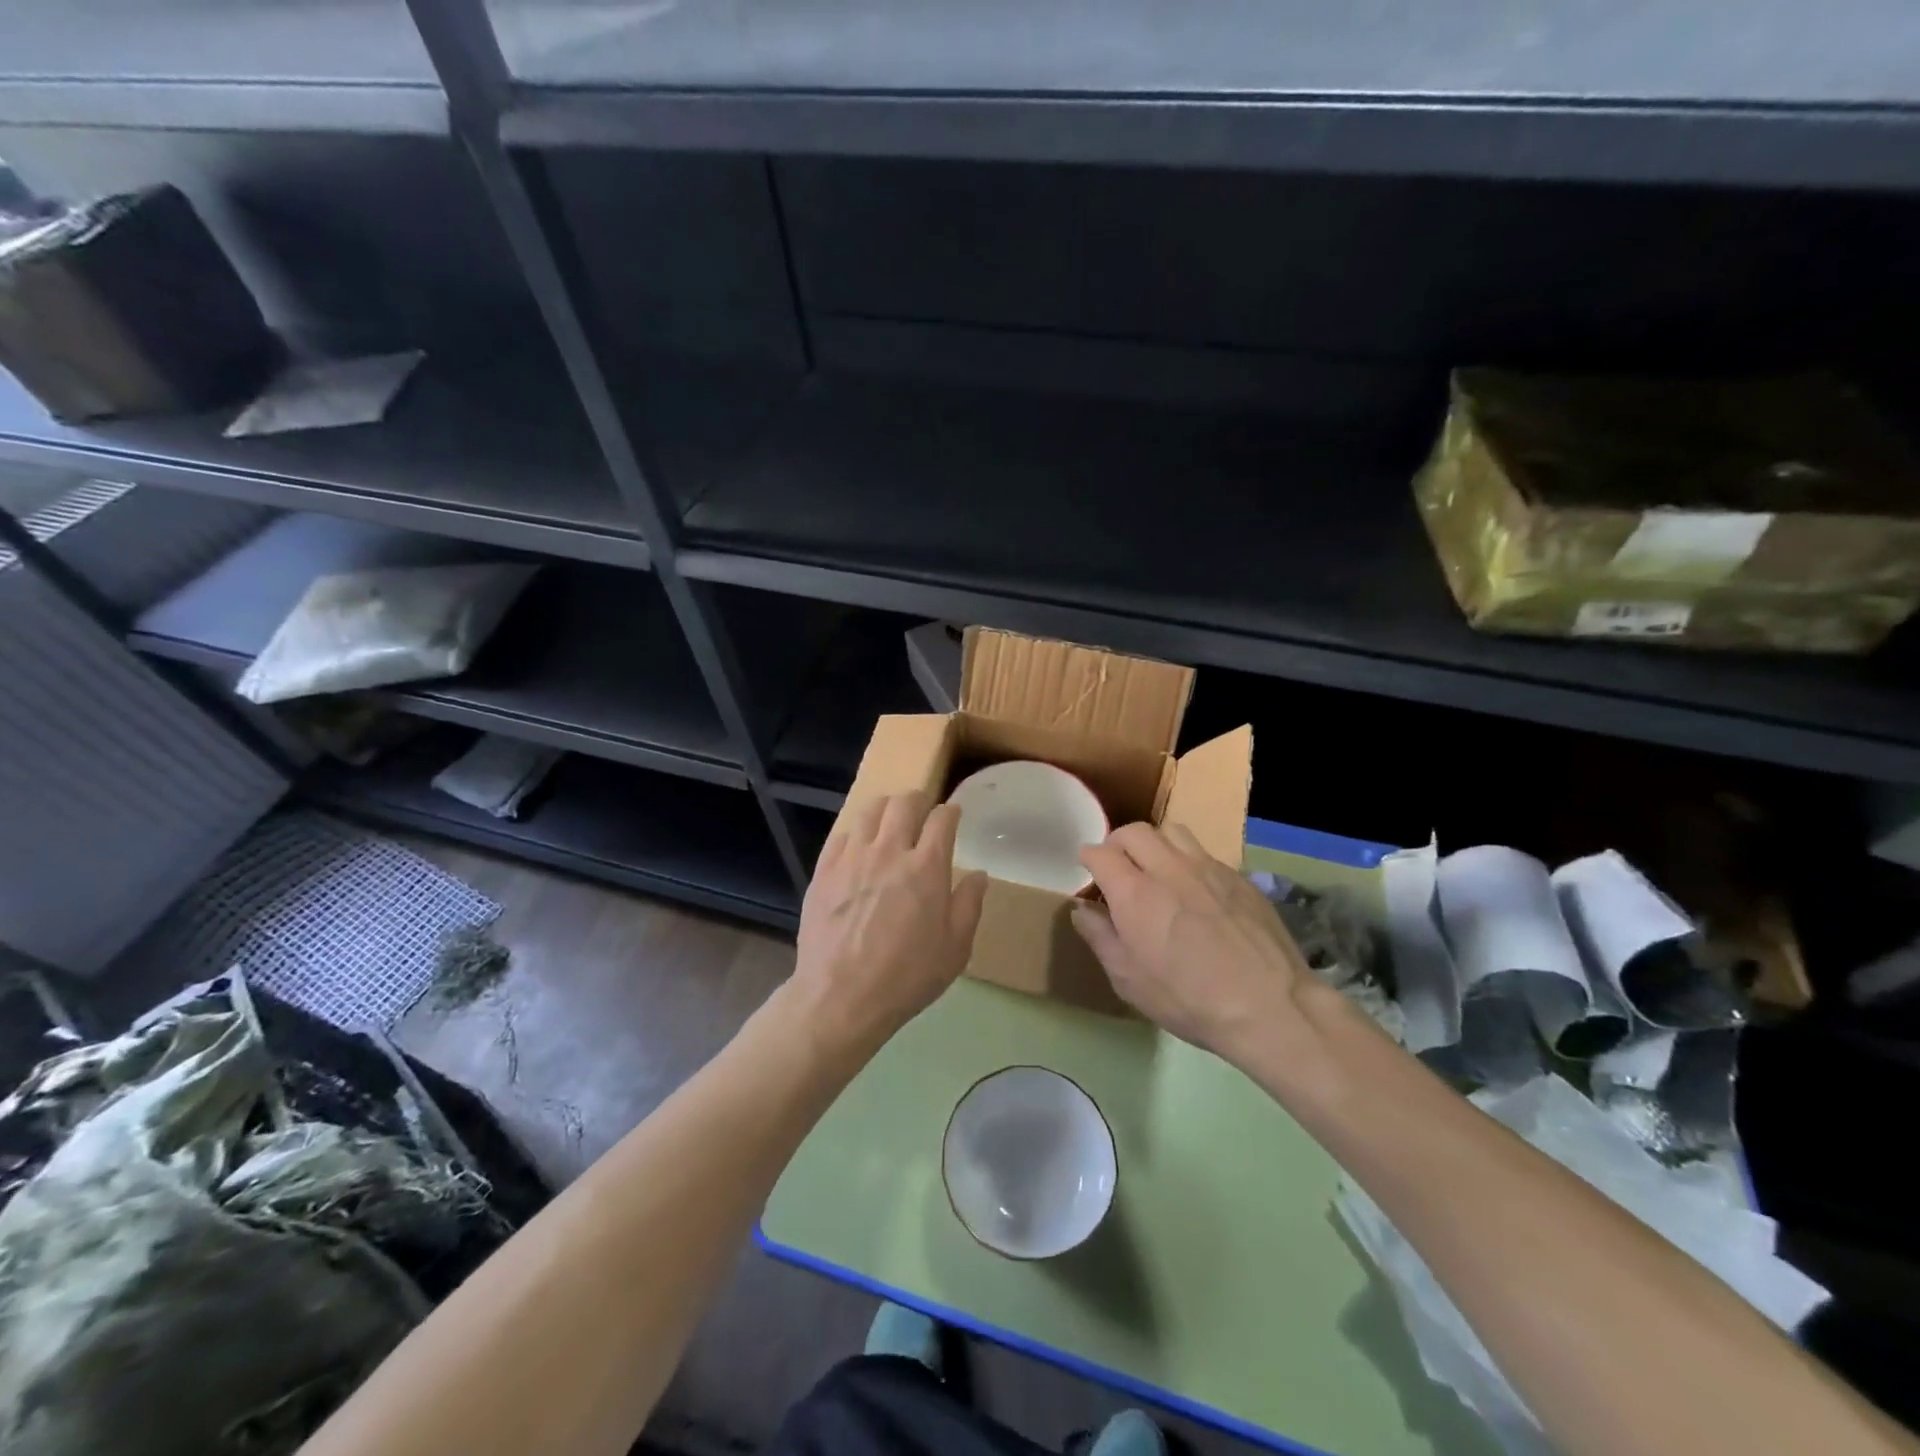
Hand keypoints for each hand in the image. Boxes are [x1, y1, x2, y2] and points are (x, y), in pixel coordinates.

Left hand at [791, 792, 987, 1059]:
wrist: (840, 997)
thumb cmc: (907, 977)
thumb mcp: (955, 949)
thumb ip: (969, 905)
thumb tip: (979, 875)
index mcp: (927, 867)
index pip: (942, 819)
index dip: (951, 812)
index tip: (953, 815)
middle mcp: (889, 851)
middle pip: (904, 803)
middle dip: (918, 800)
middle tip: (923, 810)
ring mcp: (852, 857)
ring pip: (870, 811)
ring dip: (886, 809)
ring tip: (890, 820)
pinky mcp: (824, 870)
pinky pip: (841, 834)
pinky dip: (856, 832)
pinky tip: (859, 846)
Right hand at [1072, 822, 1317, 1067]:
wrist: (1270, 1006)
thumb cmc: (1188, 999)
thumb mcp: (1129, 980)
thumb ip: (1100, 937)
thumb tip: (1082, 909)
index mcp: (1135, 892)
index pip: (1100, 852)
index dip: (1088, 859)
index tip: (1088, 872)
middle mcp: (1169, 868)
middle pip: (1134, 831)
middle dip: (1117, 843)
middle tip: (1117, 867)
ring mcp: (1208, 868)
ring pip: (1172, 832)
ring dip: (1155, 844)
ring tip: (1155, 869)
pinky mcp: (1238, 877)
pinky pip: (1204, 853)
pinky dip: (1187, 862)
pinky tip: (1195, 891)